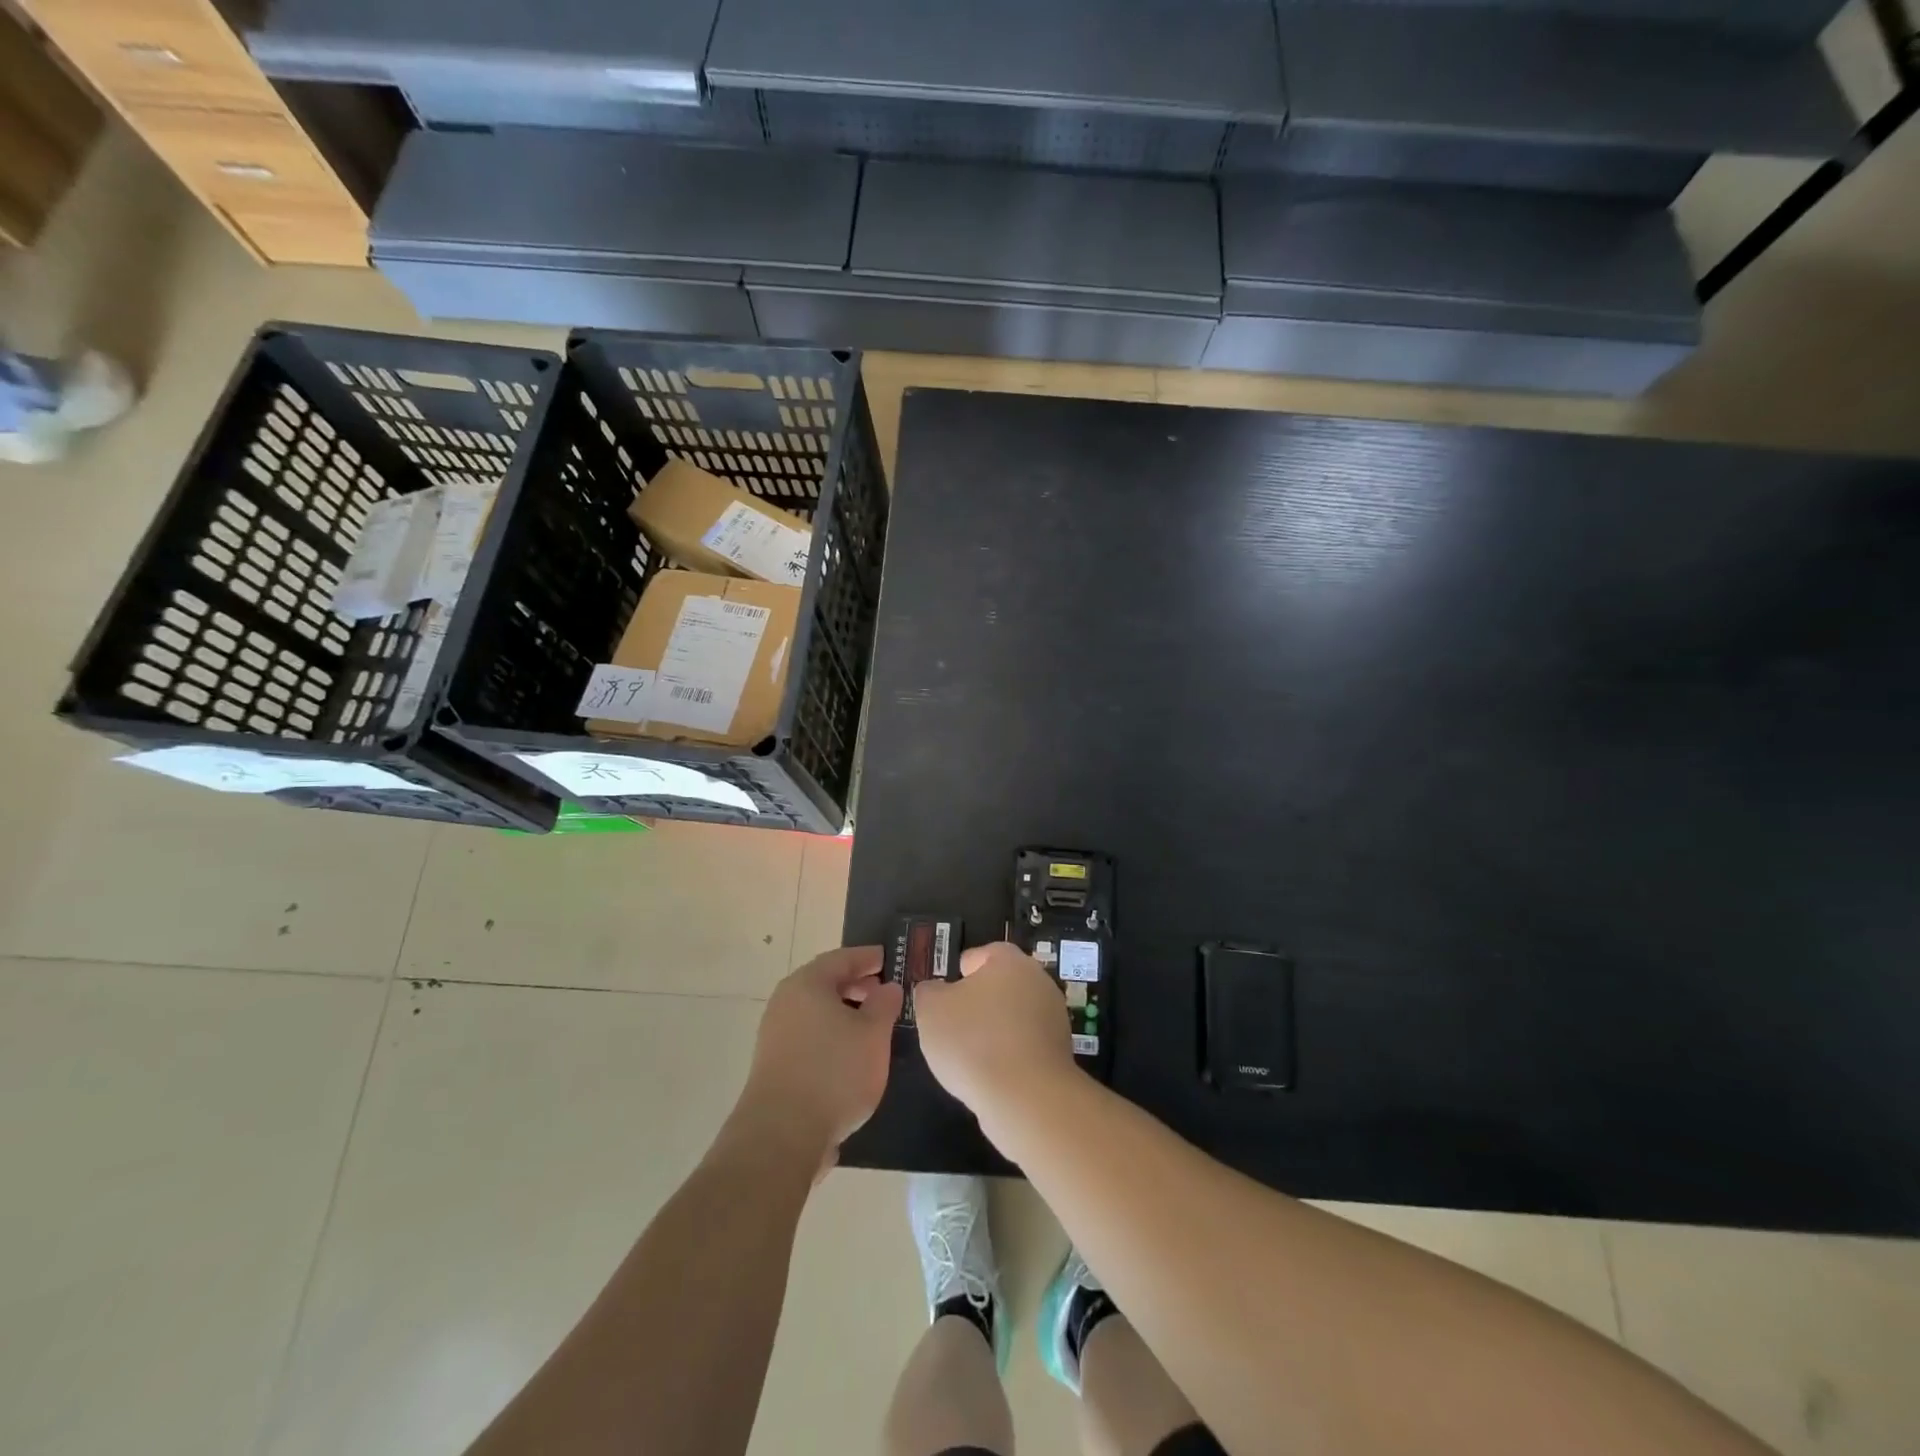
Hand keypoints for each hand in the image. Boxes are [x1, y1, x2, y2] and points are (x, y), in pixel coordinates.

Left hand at [736, 946, 901, 1171]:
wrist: (781, 1135)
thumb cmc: (834, 1073)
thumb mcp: (873, 1034)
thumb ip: (884, 1004)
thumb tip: (888, 987)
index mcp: (807, 984)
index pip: (842, 958)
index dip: (868, 957)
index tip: (889, 958)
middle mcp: (785, 1002)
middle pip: (825, 983)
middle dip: (856, 985)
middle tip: (884, 992)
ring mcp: (775, 1034)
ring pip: (816, 1012)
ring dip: (844, 1013)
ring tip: (872, 1027)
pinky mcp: (774, 1064)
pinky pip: (808, 1036)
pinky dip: (831, 1035)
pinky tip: (849, 1056)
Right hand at [913, 942, 1076, 1128]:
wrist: (1026, 1098)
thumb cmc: (973, 1041)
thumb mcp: (931, 1010)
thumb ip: (929, 992)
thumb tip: (935, 990)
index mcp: (1010, 961)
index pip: (982, 954)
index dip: (960, 972)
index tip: (945, 995)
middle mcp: (1038, 981)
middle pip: (1001, 985)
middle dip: (979, 1002)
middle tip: (953, 1025)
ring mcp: (1054, 1017)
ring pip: (1014, 1016)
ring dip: (995, 1030)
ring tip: (969, 1056)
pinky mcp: (1061, 1052)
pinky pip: (1026, 1045)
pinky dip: (1010, 1055)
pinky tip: (991, 1075)